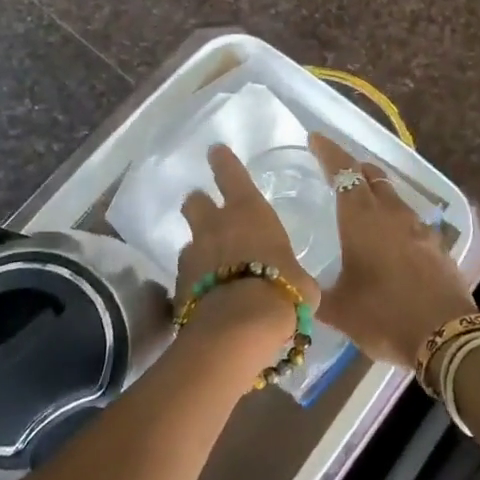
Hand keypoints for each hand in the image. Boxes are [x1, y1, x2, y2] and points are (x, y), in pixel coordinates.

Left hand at [175, 145, 319, 347]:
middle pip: (194, 202)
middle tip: (208, 214)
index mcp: (248, 212)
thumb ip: (292, 275)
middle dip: (199, 205)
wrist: (238, 328)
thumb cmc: (281, 292)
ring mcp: (192, 255)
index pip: (231, 173)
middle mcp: (214, 226)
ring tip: (212, 269)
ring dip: (199, 250)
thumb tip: (296, 285)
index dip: (223, 161)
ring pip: (189, 242)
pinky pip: (185, 277)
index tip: (215, 151)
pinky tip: (206, 298)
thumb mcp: (301, 283)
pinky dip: (194, 283)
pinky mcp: (178, 285)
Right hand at [310, 133, 476, 368]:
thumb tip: (299, 289)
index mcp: (362, 218)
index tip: (316, 138)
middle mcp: (392, 213)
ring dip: (376, 192)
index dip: (328, 152)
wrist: (446, 336)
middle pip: (372, 176)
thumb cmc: (384, 315)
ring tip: (362, 203)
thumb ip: (315, 294)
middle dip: (354, 168)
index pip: (343, 171)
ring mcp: (419, 227)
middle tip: (337, 170)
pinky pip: (410, 220)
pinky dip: (395, 219)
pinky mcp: (437, 245)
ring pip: (393, 196)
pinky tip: (390, 238)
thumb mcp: (339, 309)